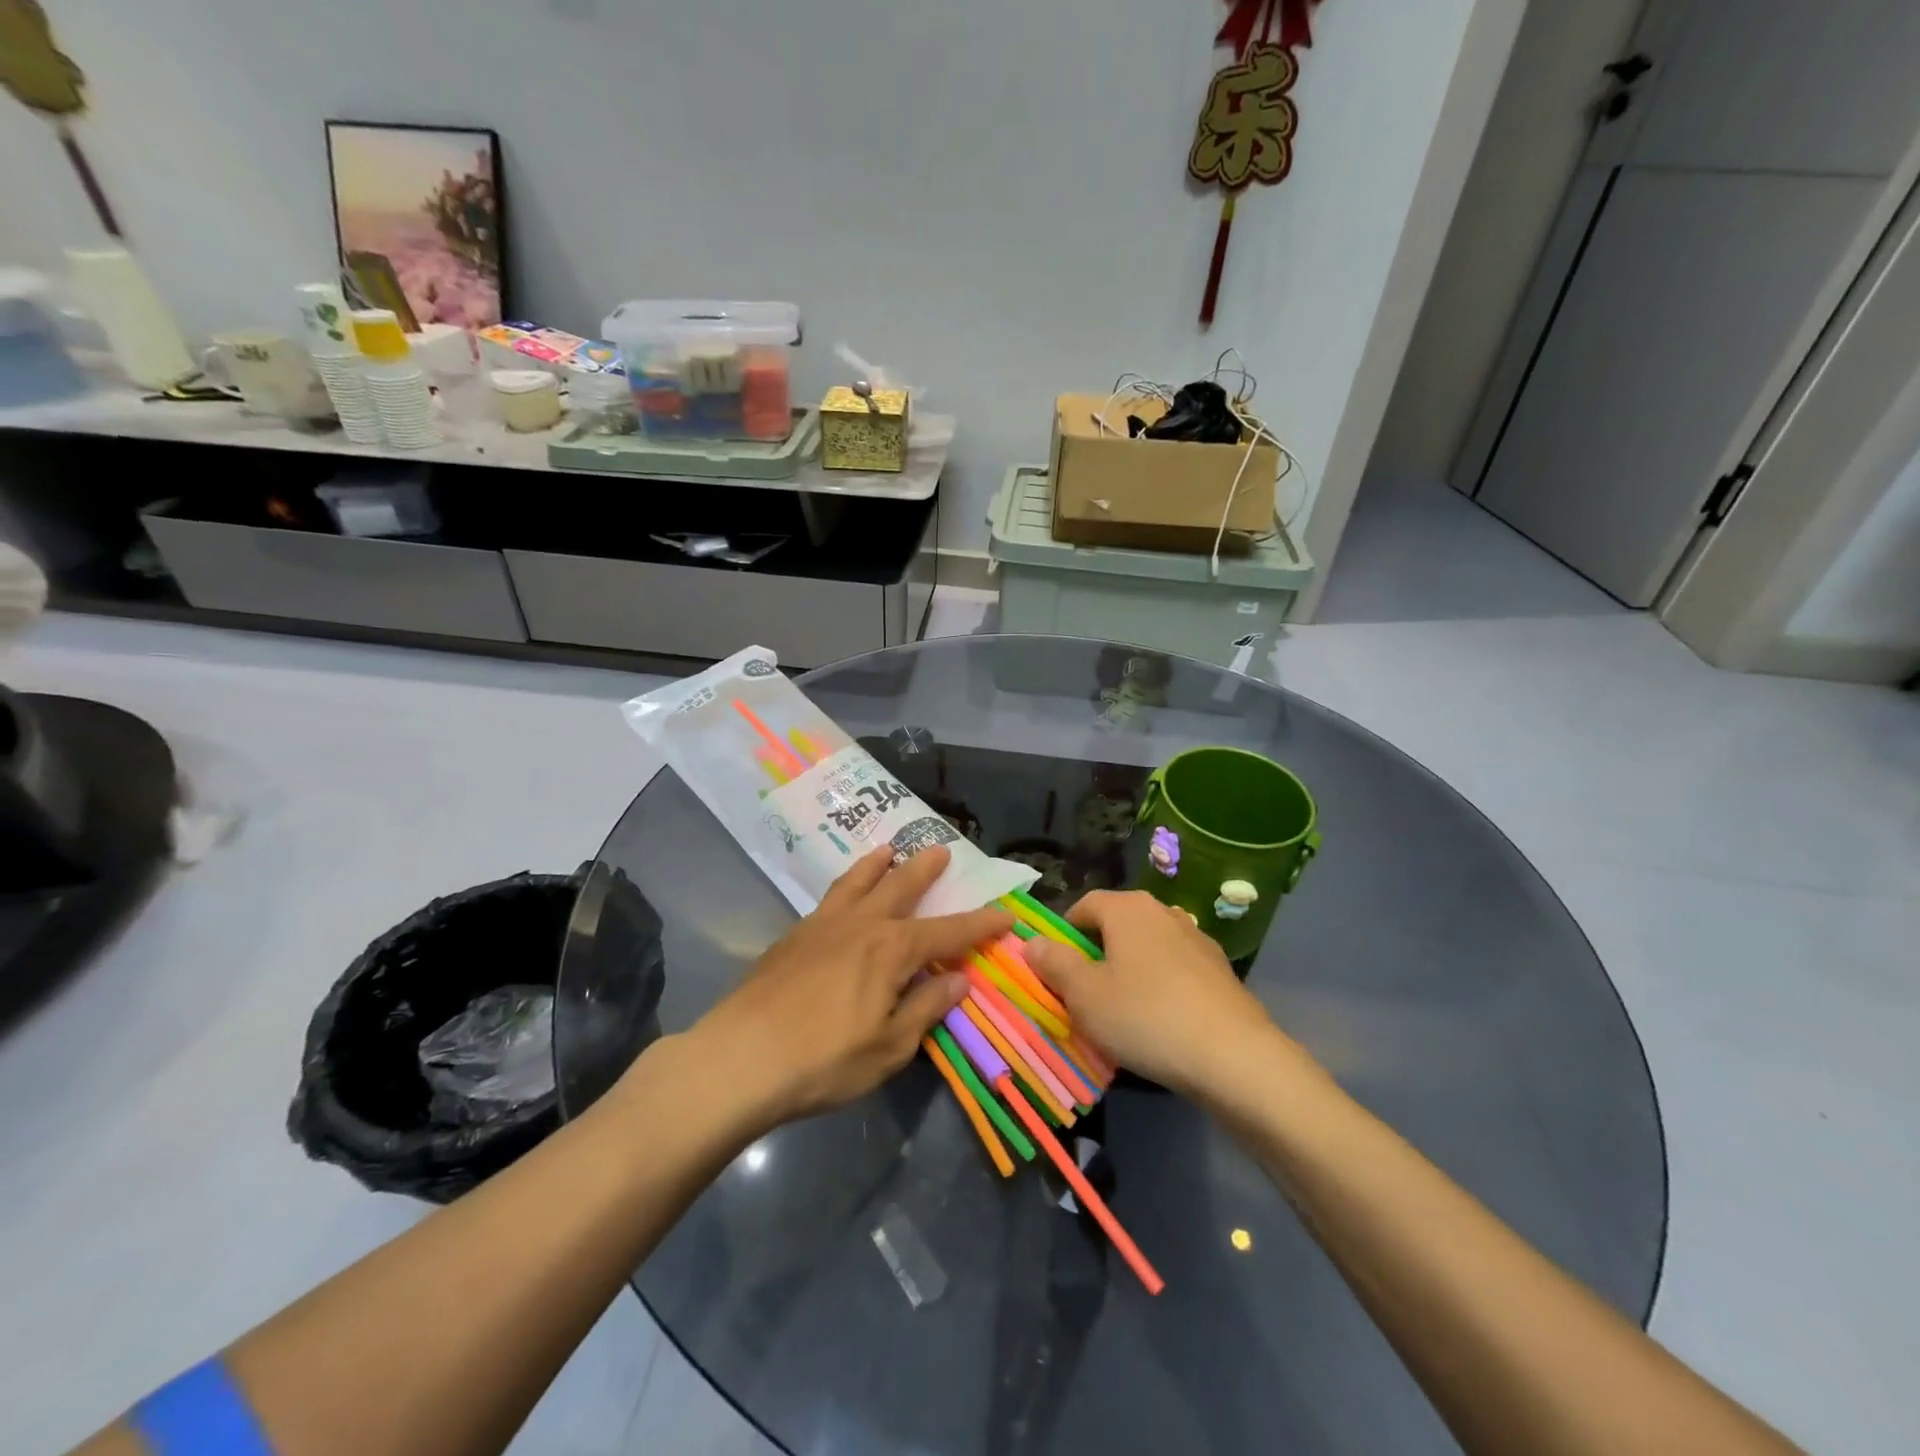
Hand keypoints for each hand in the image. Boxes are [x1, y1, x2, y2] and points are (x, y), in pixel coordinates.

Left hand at [686, 847, 1011, 1127]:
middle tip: (941, 849)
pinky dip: (845, 884)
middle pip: (901, 887)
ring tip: (888, 849)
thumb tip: (959, 979)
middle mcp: (861, 924)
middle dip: (925, 870)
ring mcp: (823, 925)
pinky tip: (843, 894)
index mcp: (892, 950)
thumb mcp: (889, 1046)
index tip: (1006, 914)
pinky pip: (829, 897)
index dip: (980, 925)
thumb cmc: (824, 1060)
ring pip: (857, 882)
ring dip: (877, 864)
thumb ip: (925, 1008)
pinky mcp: (792, 936)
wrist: (741, 1058)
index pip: (948, 932)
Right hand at [1023, 890, 1284, 1097]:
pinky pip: (1175, 969)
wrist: (1234, 1057)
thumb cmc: (1146, 1017)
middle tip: (1083, 993)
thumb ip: (1055, 963)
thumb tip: (1032, 942)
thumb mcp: (1085, 995)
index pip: (1084, 905)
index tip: (1054, 968)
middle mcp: (1163, 911)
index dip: (1063, 933)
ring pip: (1147, 947)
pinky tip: (1159, 1021)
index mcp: (1128, 908)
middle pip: (1117, 924)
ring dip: (1129, 969)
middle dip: (1096, 952)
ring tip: (1121, 1009)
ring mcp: (1197, 939)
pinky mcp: (1220, 970)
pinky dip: (1160, 985)